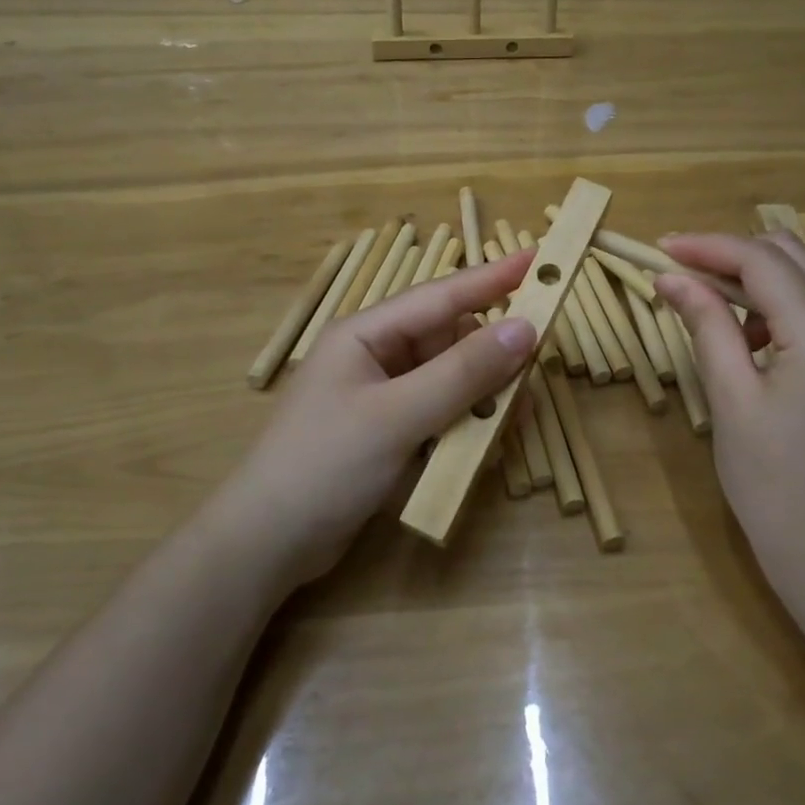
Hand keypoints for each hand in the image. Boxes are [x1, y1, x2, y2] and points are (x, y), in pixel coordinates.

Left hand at [223, 250, 538, 585]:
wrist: (267, 545)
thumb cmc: (325, 465)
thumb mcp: (398, 416)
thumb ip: (463, 372)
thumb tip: (525, 329)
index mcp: (367, 334)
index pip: (440, 296)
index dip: (491, 278)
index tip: (537, 259)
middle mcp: (376, 358)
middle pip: (450, 342)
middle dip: (492, 358)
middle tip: (533, 375)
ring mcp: (382, 398)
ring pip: (450, 382)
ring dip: (482, 399)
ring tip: (514, 420)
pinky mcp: (389, 435)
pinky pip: (440, 416)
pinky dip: (463, 427)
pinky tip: (483, 448)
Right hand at [654, 231, 804, 594]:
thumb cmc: (772, 482)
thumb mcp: (730, 398)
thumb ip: (705, 324)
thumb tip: (670, 276)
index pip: (760, 260)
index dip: (707, 247)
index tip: (661, 249)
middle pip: (793, 253)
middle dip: (735, 254)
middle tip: (687, 278)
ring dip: (770, 272)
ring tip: (729, 309)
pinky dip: (802, 293)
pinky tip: (774, 327)